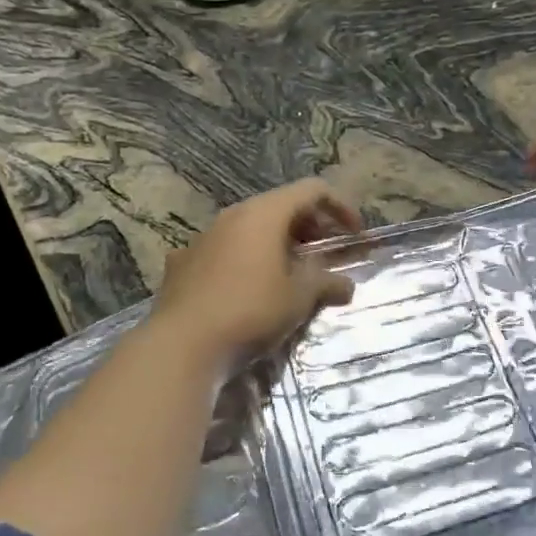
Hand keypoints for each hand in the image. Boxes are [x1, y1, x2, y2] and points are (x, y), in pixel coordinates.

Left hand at [151, 180, 361, 358]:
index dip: (340, 207)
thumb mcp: (298, 299)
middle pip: (280, 206)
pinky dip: (245, 260)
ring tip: (290, 275)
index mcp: (264, 213)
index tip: (354, 235)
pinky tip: (247, 289)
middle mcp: (232, 215)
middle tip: (325, 257)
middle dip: (309, 227)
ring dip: (276, 244)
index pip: (312, 190)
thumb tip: (347, 284)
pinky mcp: (183, 262)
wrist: (181, 345)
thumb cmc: (250, 311)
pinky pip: (224, 250)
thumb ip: (325, 284)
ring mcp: (203, 237)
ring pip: (250, 228)